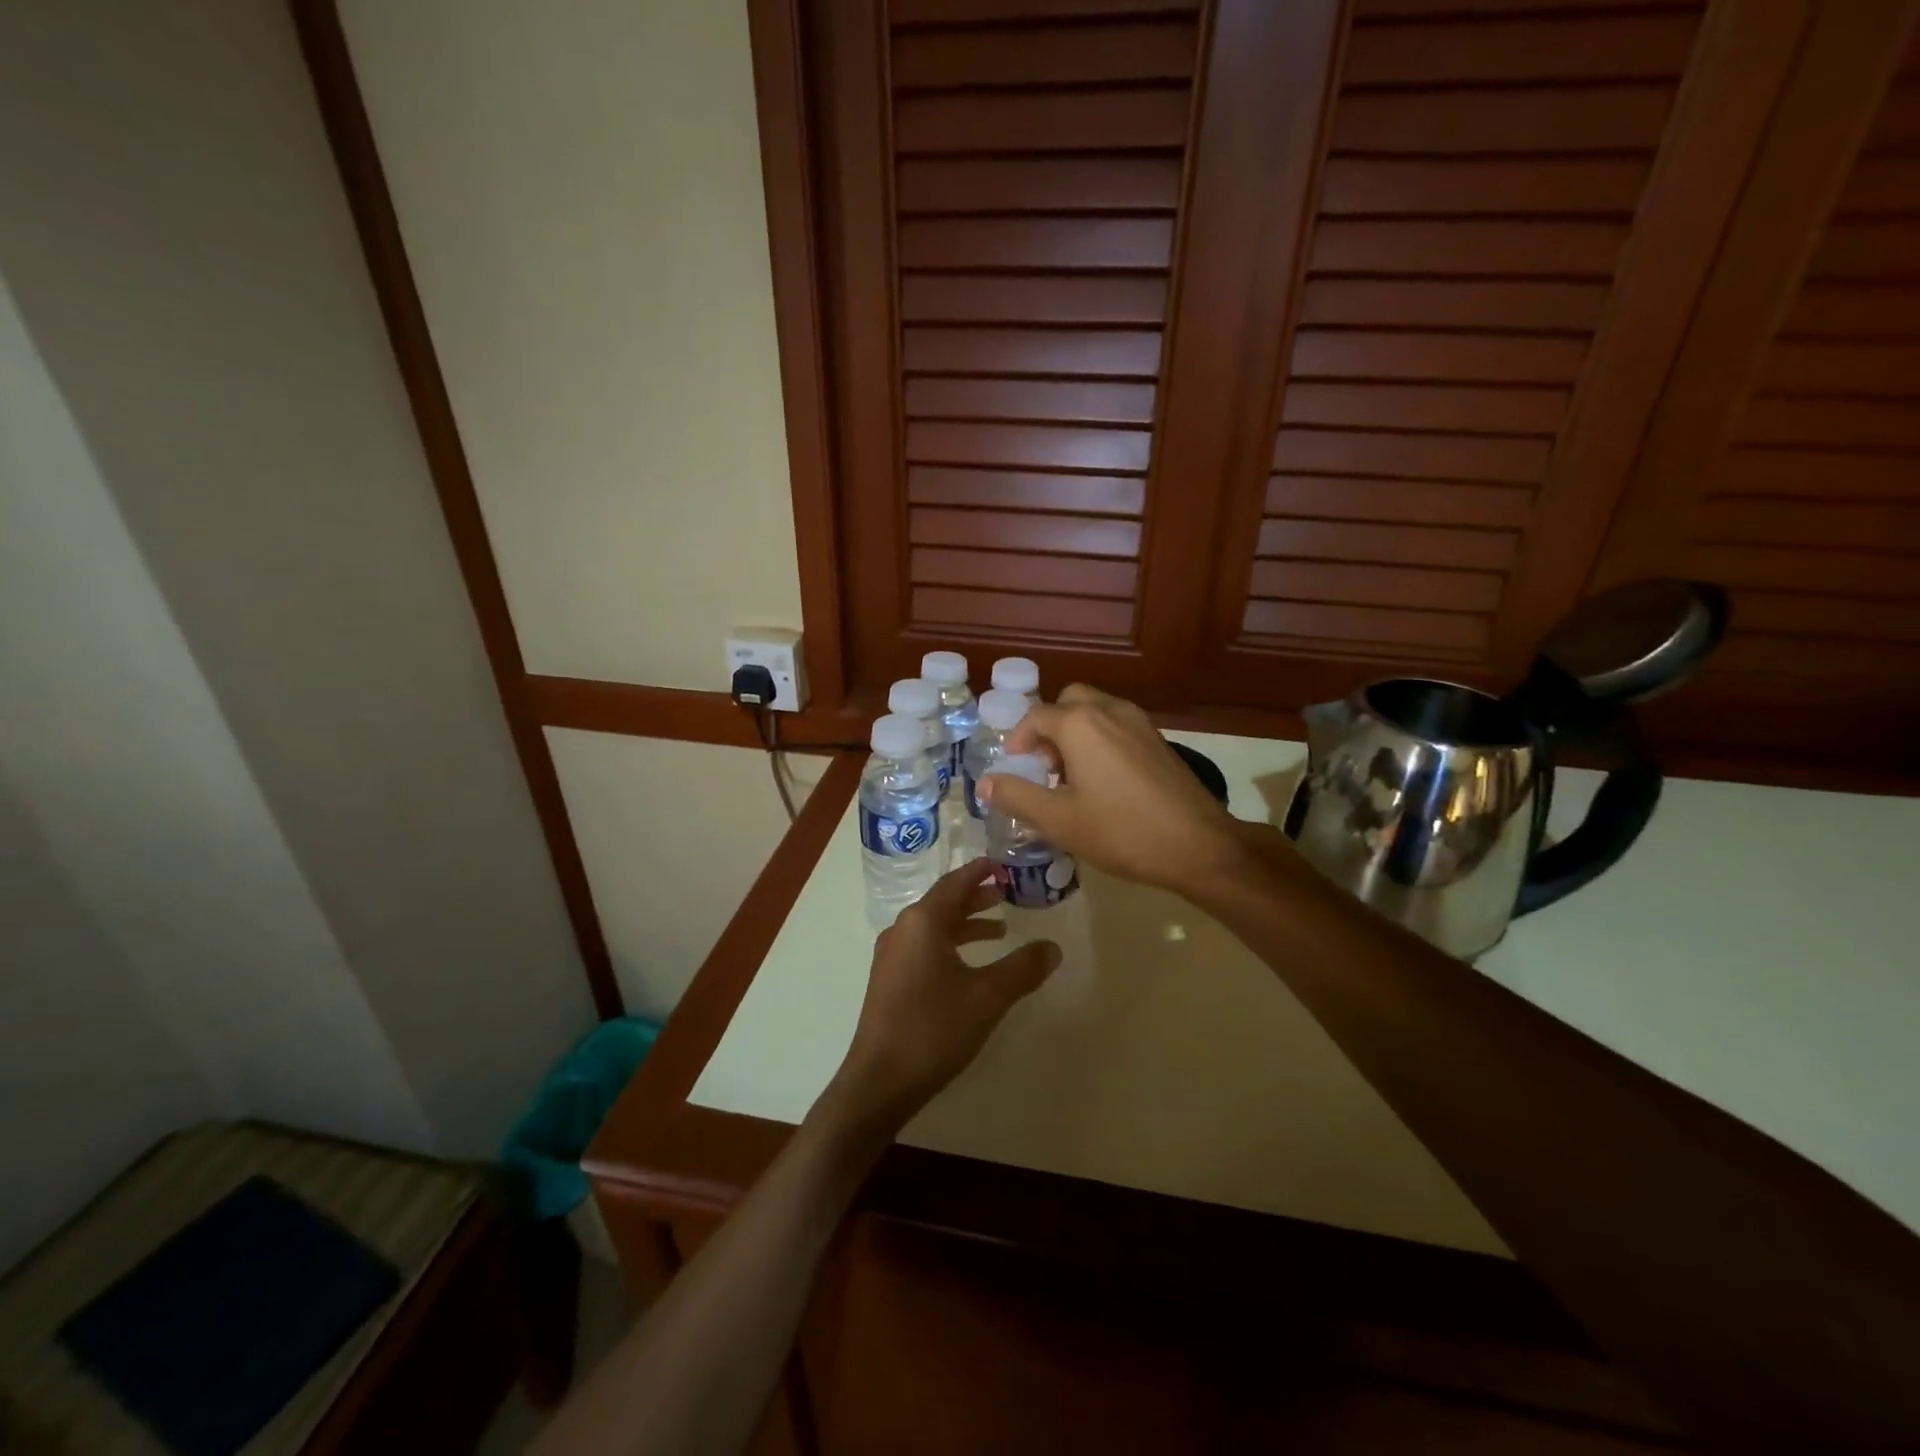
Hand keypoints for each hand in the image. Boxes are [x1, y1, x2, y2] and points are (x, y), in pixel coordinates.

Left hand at [828, 859, 1060, 1134]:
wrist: (880, 1080)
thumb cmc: (934, 1028)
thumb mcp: (987, 997)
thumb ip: (1022, 968)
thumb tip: (1053, 947)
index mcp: (922, 922)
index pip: (955, 883)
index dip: (979, 872)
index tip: (1001, 863)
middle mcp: (903, 930)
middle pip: (943, 902)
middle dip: (975, 898)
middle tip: (1006, 893)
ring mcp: (891, 956)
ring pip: (933, 927)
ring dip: (965, 925)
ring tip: (999, 930)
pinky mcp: (889, 980)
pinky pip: (924, 947)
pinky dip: (950, 945)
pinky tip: (969, 966)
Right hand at [982, 684, 1253, 899]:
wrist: (1198, 845)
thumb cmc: (1121, 831)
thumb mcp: (1059, 820)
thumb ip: (1016, 796)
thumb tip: (985, 783)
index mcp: (1081, 724)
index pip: (1035, 716)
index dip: (1018, 740)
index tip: (1015, 767)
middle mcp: (1110, 711)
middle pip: (1068, 702)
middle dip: (1049, 727)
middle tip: (1046, 767)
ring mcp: (1140, 723)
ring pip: (1096, 710)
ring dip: (1075, 732)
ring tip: (1072, 777)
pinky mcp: (1159, 740)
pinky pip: (1117, 725)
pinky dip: (1100, 739)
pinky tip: (1104, 782)